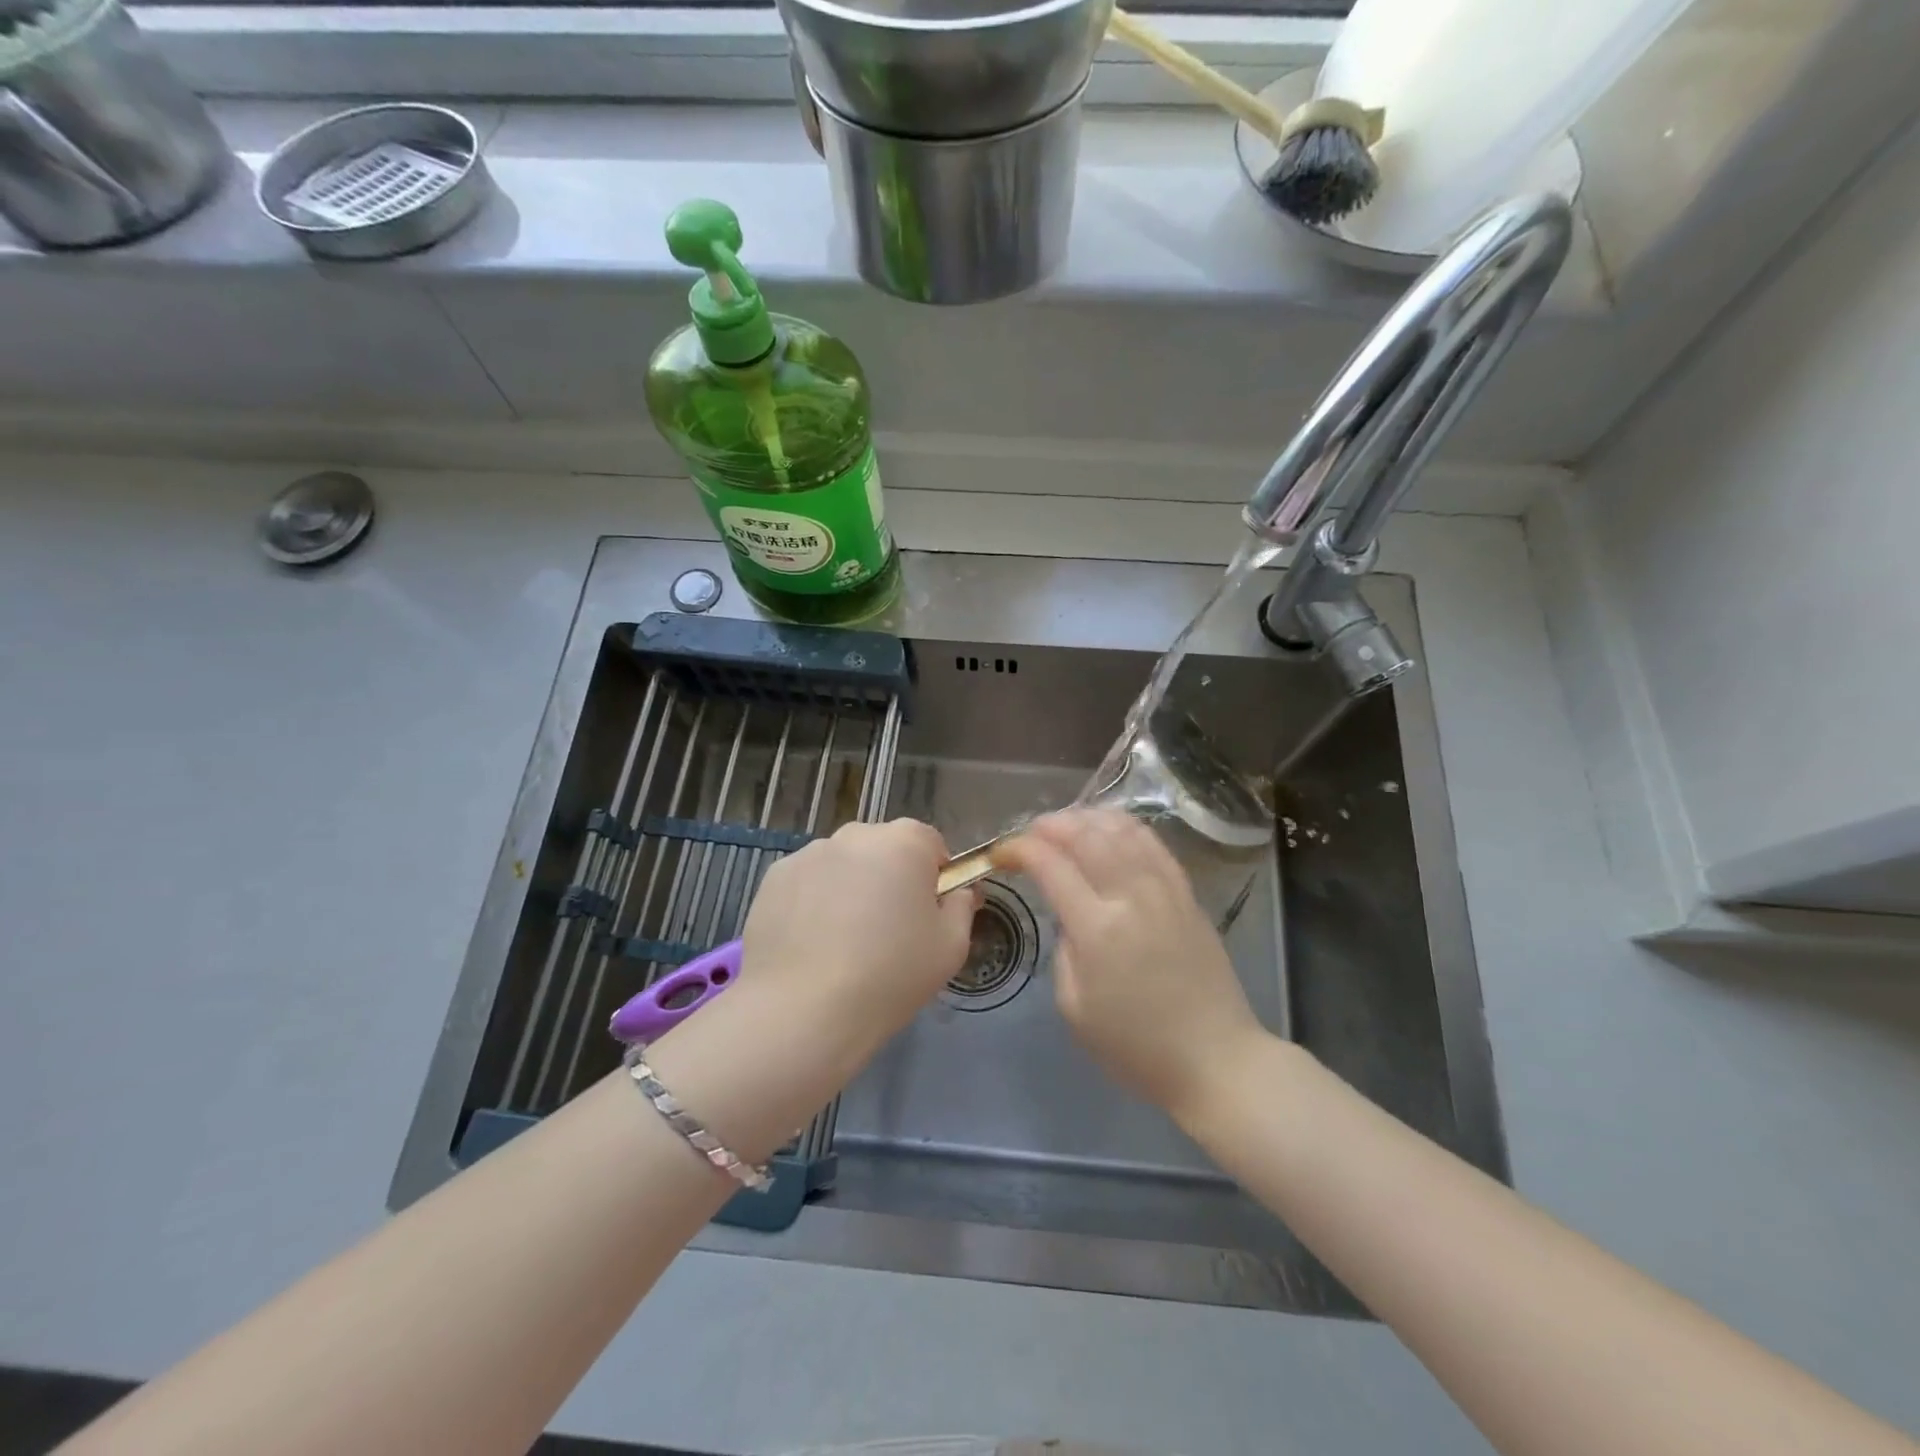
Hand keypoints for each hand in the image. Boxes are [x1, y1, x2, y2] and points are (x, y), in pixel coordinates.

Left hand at [738, 818, 976, 1060]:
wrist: (803, 1010)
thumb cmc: (890, 975)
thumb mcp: (951, 948)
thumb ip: (961, 907)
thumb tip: (958, 892)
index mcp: (904, 842)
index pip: (930, 844)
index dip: (934, 878)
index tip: (927, 915)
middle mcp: (855, 835)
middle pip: (883, 850)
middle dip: (889, 878)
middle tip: (887, 931)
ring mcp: (808, 853)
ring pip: (842, 865)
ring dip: (849, 888)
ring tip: (842, 943)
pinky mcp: (773, 878)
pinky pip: (807, 883)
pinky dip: (812, 903)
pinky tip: (810, 944)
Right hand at [1000, 809, 1267, 1122]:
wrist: (1214, 1058)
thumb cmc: (1136, 1046)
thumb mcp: (1075, 1007)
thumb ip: (1063, 949)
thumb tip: (1068, 914)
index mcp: (1098, 929)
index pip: (1050, 865)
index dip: (1020, 849)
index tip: (1002, 853)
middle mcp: (1131, 897)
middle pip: (1086, 835)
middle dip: (1050, 825)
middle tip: (1030, 834)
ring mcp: (1164, 889)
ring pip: (1121, 829)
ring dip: (1087, 818)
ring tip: (1066, 826)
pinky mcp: (1187, 893)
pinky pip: (1152, 843)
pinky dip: (1124, 827)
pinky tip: (1108, 830)